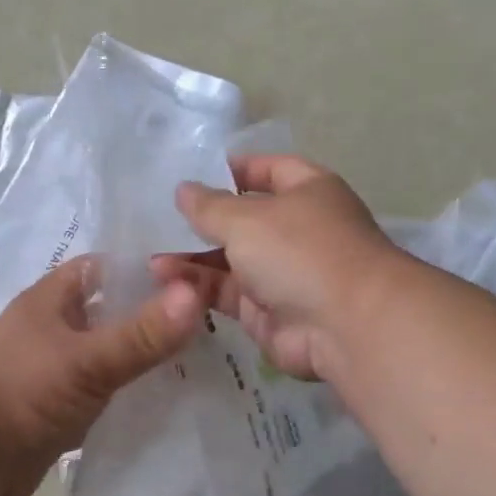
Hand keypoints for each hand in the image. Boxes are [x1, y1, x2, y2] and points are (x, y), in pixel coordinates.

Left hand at [0, 256, 203, 495]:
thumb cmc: (21, 393)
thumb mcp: (86, 360)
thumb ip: (141, 334)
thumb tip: (195, 294)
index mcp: (50, 301)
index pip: (103, 268)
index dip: (143, 269)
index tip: (193, 280)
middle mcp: (51, 329)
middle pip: (108, 312)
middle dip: (150, 317)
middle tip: (206, 325)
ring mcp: (52, 371)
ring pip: (106, 355)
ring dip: (139, 359)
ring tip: (196, 363)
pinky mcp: (55, 410)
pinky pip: (99, 394)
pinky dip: (125, 396)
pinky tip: (161, 403)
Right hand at [154, 154, 403, 380]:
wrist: (345, 326)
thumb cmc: (301, 252)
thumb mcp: (247, 219)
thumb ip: (209, 206)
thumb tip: (183, 189)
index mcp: (307, 192)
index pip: (269, 169)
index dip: (234, 169)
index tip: (193, 174)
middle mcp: (296, 230)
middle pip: (243, 220)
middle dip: (203, 222)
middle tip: (156, 222)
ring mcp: (282, 273)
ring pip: (230, 261)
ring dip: (193, 259)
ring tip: (151, 259)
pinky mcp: (266, 312)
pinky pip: (227, 294)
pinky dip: (198, 289)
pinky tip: (164, 284)